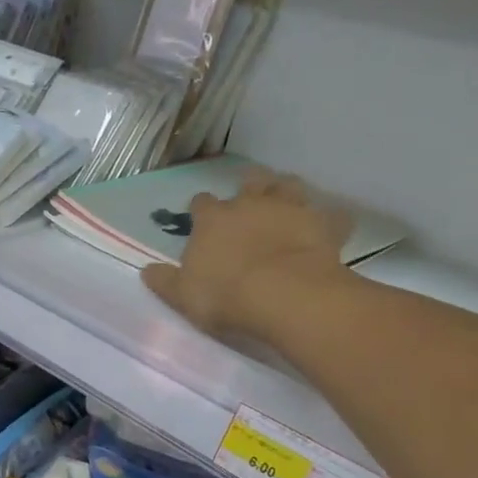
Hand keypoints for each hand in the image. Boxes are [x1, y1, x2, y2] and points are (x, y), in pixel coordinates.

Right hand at [142, 167, 351, 338]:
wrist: (285, 295)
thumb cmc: (226, 295)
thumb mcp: (184, 295)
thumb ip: (165, 281)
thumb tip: (146, 271)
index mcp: (213, 218)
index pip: (202, 203)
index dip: (202, 210)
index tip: (203, 222)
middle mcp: (249, 204)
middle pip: (249, 181)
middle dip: (248, 188)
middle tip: (249, 203)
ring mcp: (289, 209)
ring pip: (289, 185)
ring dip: (287, 191)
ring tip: (286, 204)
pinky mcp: (323, 225)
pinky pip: (332, 216)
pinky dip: (330, 220)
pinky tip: (330, 228)